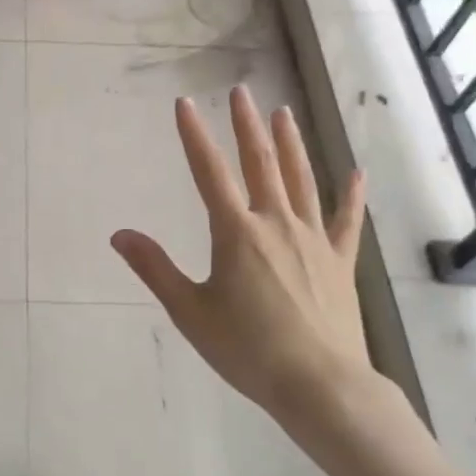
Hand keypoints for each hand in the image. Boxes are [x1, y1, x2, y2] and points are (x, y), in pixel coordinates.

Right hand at [111, 86, 376, 433]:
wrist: (319, 384)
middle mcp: (276, 223)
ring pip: (301, 179)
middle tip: (240, 92)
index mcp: (236, 232)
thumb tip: (119, 234)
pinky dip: (351, 195)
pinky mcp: (339, 260)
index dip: (194, 135)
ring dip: (290, 143)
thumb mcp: (190, 311)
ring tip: (283, 113)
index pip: (209, 172)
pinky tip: (355, 172)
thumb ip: (155, 268)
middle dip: (246, 125)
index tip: (184, 104)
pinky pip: (346, 219)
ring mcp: (313, 238)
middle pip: (260, 163)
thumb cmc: (247, 349)